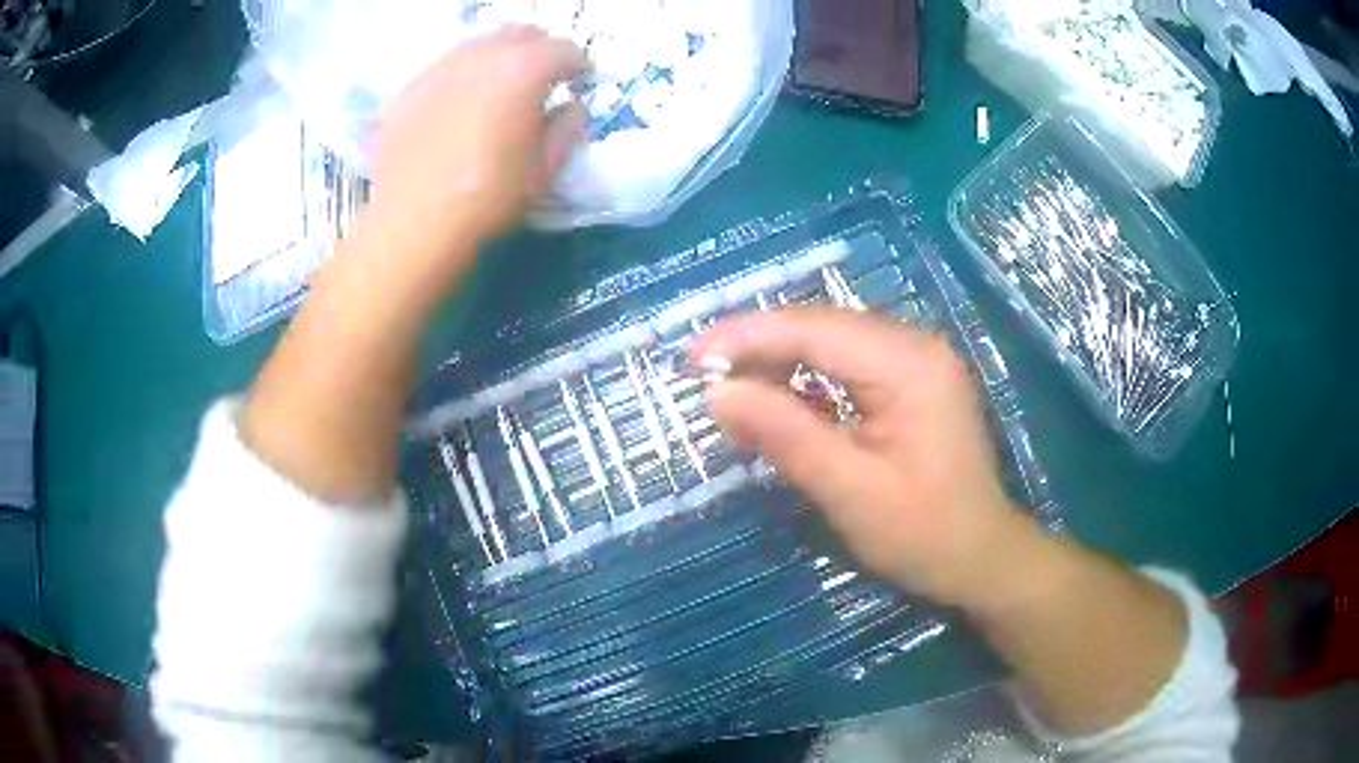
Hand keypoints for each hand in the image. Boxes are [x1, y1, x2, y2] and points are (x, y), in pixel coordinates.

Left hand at [360, 26, 587, 290]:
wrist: (412, 223)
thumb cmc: (487, 197)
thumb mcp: (544, 169)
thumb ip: (569, 129)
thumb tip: (572, 106)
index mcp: (522, 70)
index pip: (564, 49)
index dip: (579, 65)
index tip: (580, 81)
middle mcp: (481, 56)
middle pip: (520, 34)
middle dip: (538, 50)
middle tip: (541, 78)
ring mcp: (439, 68)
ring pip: (479, 44)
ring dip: (498, 56)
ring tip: (498, 85)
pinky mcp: (409, 88)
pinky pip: (444, 66)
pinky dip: (461, 74)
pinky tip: (458, 102)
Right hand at [691, 308, 1030, 606]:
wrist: (980, 557)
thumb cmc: (923, 533)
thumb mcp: (850, 491)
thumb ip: (785, 435)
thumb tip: (717, 393)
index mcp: (909, 364)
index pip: (814, 329)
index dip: (747, 337)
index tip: (691, 360)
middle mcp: (914, 345)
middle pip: (820, 327)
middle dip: (757, 349)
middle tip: (703, 380)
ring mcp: (914, 360)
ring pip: (828, 343)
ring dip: (777, 366)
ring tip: (732, 399)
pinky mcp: (909, 380)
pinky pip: (845, 366)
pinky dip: (804, 383)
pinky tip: (775, 407)